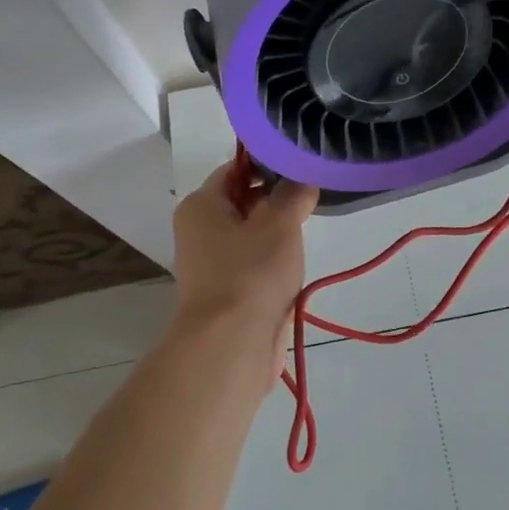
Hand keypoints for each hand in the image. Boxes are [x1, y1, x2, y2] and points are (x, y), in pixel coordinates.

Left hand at [171, 161, 318, 377]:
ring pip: (250, 235)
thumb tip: (302, 179)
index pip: (235, 169)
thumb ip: (294, 194)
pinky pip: (252, 265)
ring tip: (306, 231)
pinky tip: (295, 266)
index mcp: (201, 205)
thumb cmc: (251, 273)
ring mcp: (210, 264)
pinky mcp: (225, 292)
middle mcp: (198, 230)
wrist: (231, 345)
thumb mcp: (280, 223)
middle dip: (277, 201)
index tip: (301, 166)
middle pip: (242, 202)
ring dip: (277, 235)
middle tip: (310, 197)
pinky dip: (272, 263)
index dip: (268, 164)